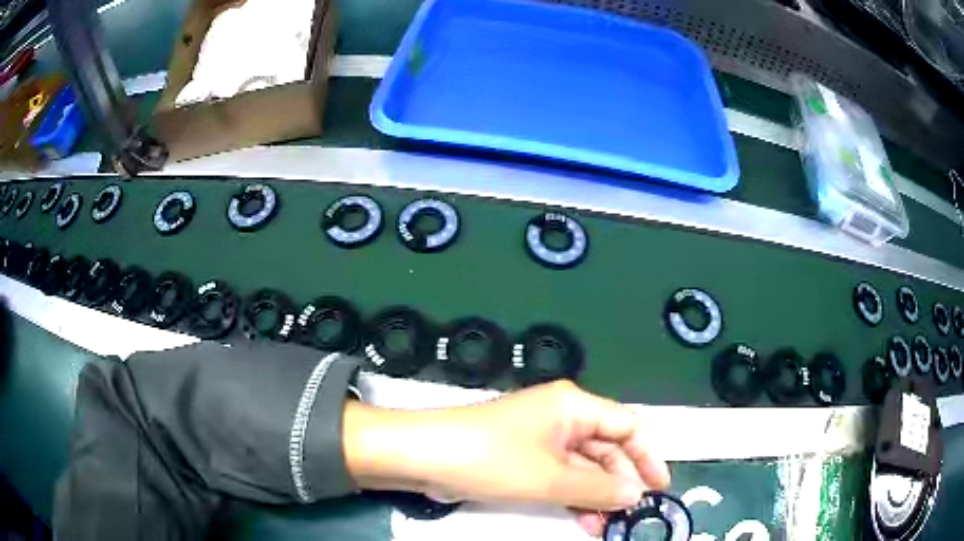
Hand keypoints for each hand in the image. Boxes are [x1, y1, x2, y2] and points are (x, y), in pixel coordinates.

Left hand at [344, 380, 670, 536]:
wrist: (424, 456)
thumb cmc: (492, 460)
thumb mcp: (550, 478)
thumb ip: (598, 487)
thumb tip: (635, 494)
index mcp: (574, 406)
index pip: (627, 425)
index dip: (647, 456)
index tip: (658, 487)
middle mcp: (562, 416)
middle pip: (607, 446)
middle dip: (620, 480)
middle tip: (629, 513)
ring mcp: (541, 437)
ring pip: (584, 465)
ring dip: (596, 493)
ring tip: (605, 524)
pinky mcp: (523, 455)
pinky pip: (560, 474)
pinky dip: (573, 494)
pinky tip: (582, 518)